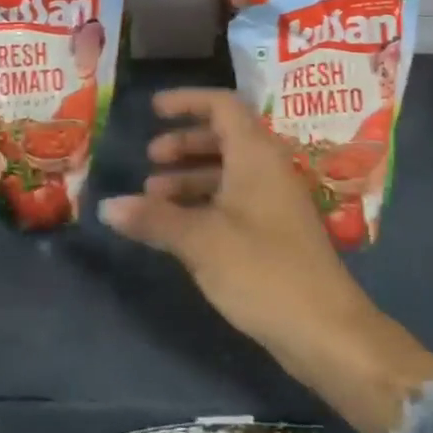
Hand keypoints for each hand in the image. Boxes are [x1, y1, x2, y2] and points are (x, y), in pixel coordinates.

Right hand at [100, 88, 432, 432]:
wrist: (326, 331)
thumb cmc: (263, 271)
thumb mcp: (200, 241)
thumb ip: (153, 219)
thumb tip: (106, 206)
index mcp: (256, 155)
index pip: (222, 105)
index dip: (187, 101)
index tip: (153, 109)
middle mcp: (268, 169)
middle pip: (223, 137)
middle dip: (183, 143)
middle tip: (149, 160)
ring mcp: (275, 202)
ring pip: (227, 172)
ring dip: (190, 177)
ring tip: (152, 198)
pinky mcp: (275, 233)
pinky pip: (234, 200)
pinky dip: (204, 202)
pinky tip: (178, 226)